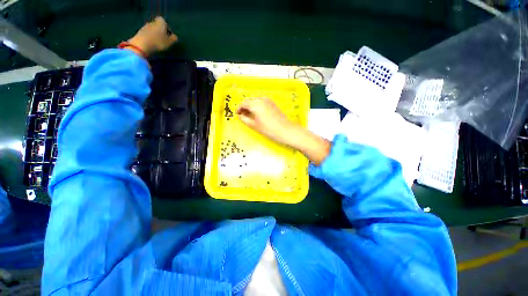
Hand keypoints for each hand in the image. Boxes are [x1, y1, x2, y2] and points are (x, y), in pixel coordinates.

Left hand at [127, 16, 177, 56]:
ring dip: (155, 35)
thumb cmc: (158, 42)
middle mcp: (152, 22)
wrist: (142, 44)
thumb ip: (173, 39)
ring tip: (157, 43)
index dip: (166, 26)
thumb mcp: (169, 42)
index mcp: (160, 23)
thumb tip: (175, 37)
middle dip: (160, 31)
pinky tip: (151, 44)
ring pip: (152, 29)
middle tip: (163, 40)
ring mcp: (145, 27)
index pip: (163, 20)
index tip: (168, 34)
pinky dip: (150, 38)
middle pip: (157, 25)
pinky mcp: (140, 32)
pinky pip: (147, 34)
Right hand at [237, 97, 331, 164]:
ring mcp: (268, 101)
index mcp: (255, 104)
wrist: (286, 130)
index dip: (239, 108)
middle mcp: (261, 99)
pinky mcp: (273, 104)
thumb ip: (245, 119)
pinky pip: (262, 102)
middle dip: (245, 107)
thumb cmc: (269, 129)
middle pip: (250, 101)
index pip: (243, 103)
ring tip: (250, 115)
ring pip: (256, 101)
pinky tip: (259, 114)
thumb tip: (239, 116)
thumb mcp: (254, 125)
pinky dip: (258, 106)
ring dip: (251, 106)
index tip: (237, 114)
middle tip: (243, 116)